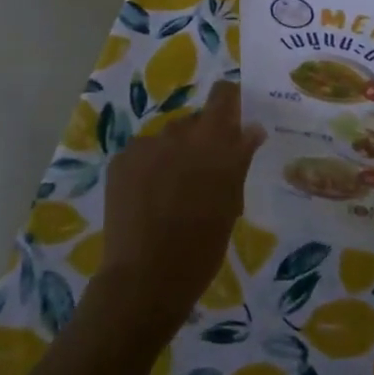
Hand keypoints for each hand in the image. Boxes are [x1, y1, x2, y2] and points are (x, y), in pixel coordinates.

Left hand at [97, 80, 263, 333]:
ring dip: (173, 155)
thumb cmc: (201, 248)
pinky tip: (147, 199)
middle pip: (194, 122)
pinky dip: (148, 169)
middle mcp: (178, 133)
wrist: (144, 279)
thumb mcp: (230, 204)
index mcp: (212, 141)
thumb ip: (239, 159)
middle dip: (200, 141)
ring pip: (166, 139)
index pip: (223, 95)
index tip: (232, 122)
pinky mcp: (121, 160)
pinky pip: (142, 154)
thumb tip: (253, 128)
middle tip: (202, 176)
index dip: (229, 102)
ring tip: (171, 193)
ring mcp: (146, 145)